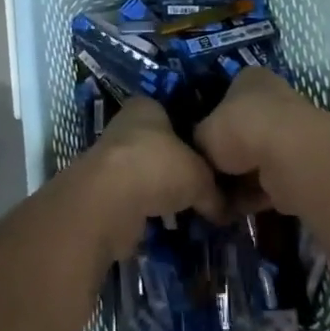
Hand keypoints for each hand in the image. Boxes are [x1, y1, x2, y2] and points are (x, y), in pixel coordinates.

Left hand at [72, 98, 230, 262]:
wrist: (108, 203)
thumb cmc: (158, 168)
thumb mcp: (202, 177)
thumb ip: (215, 190)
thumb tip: (227, 210)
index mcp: (146, 107)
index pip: (175, 113)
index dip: (195, 133)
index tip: (213, 155)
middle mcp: (124, 127)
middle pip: (159, 145)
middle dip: (179, 166)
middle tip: (207, 186)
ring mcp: (110, 160)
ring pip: (146, 174)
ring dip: (163, 191)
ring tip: (191, 209)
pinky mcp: (102, 193)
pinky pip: (134, 200)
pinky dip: (149, 210)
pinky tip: (168, 224)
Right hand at [194, 66, 329, 214]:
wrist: (286, 156)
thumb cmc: (238, 129)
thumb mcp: (202, 133)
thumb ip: (198, 143)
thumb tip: (200, 158)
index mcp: (249, 79)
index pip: (226, 98)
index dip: (211, 124)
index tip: (199, 149)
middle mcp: (273, 99)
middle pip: (242, 131)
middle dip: (226, 158)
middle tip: (207, 179)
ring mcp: (290, 132)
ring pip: (256, 159)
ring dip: (239, 181)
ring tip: (218, 199)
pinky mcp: (300, 164)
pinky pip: (270, 180)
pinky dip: (254, 195)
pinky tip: (236, 209)